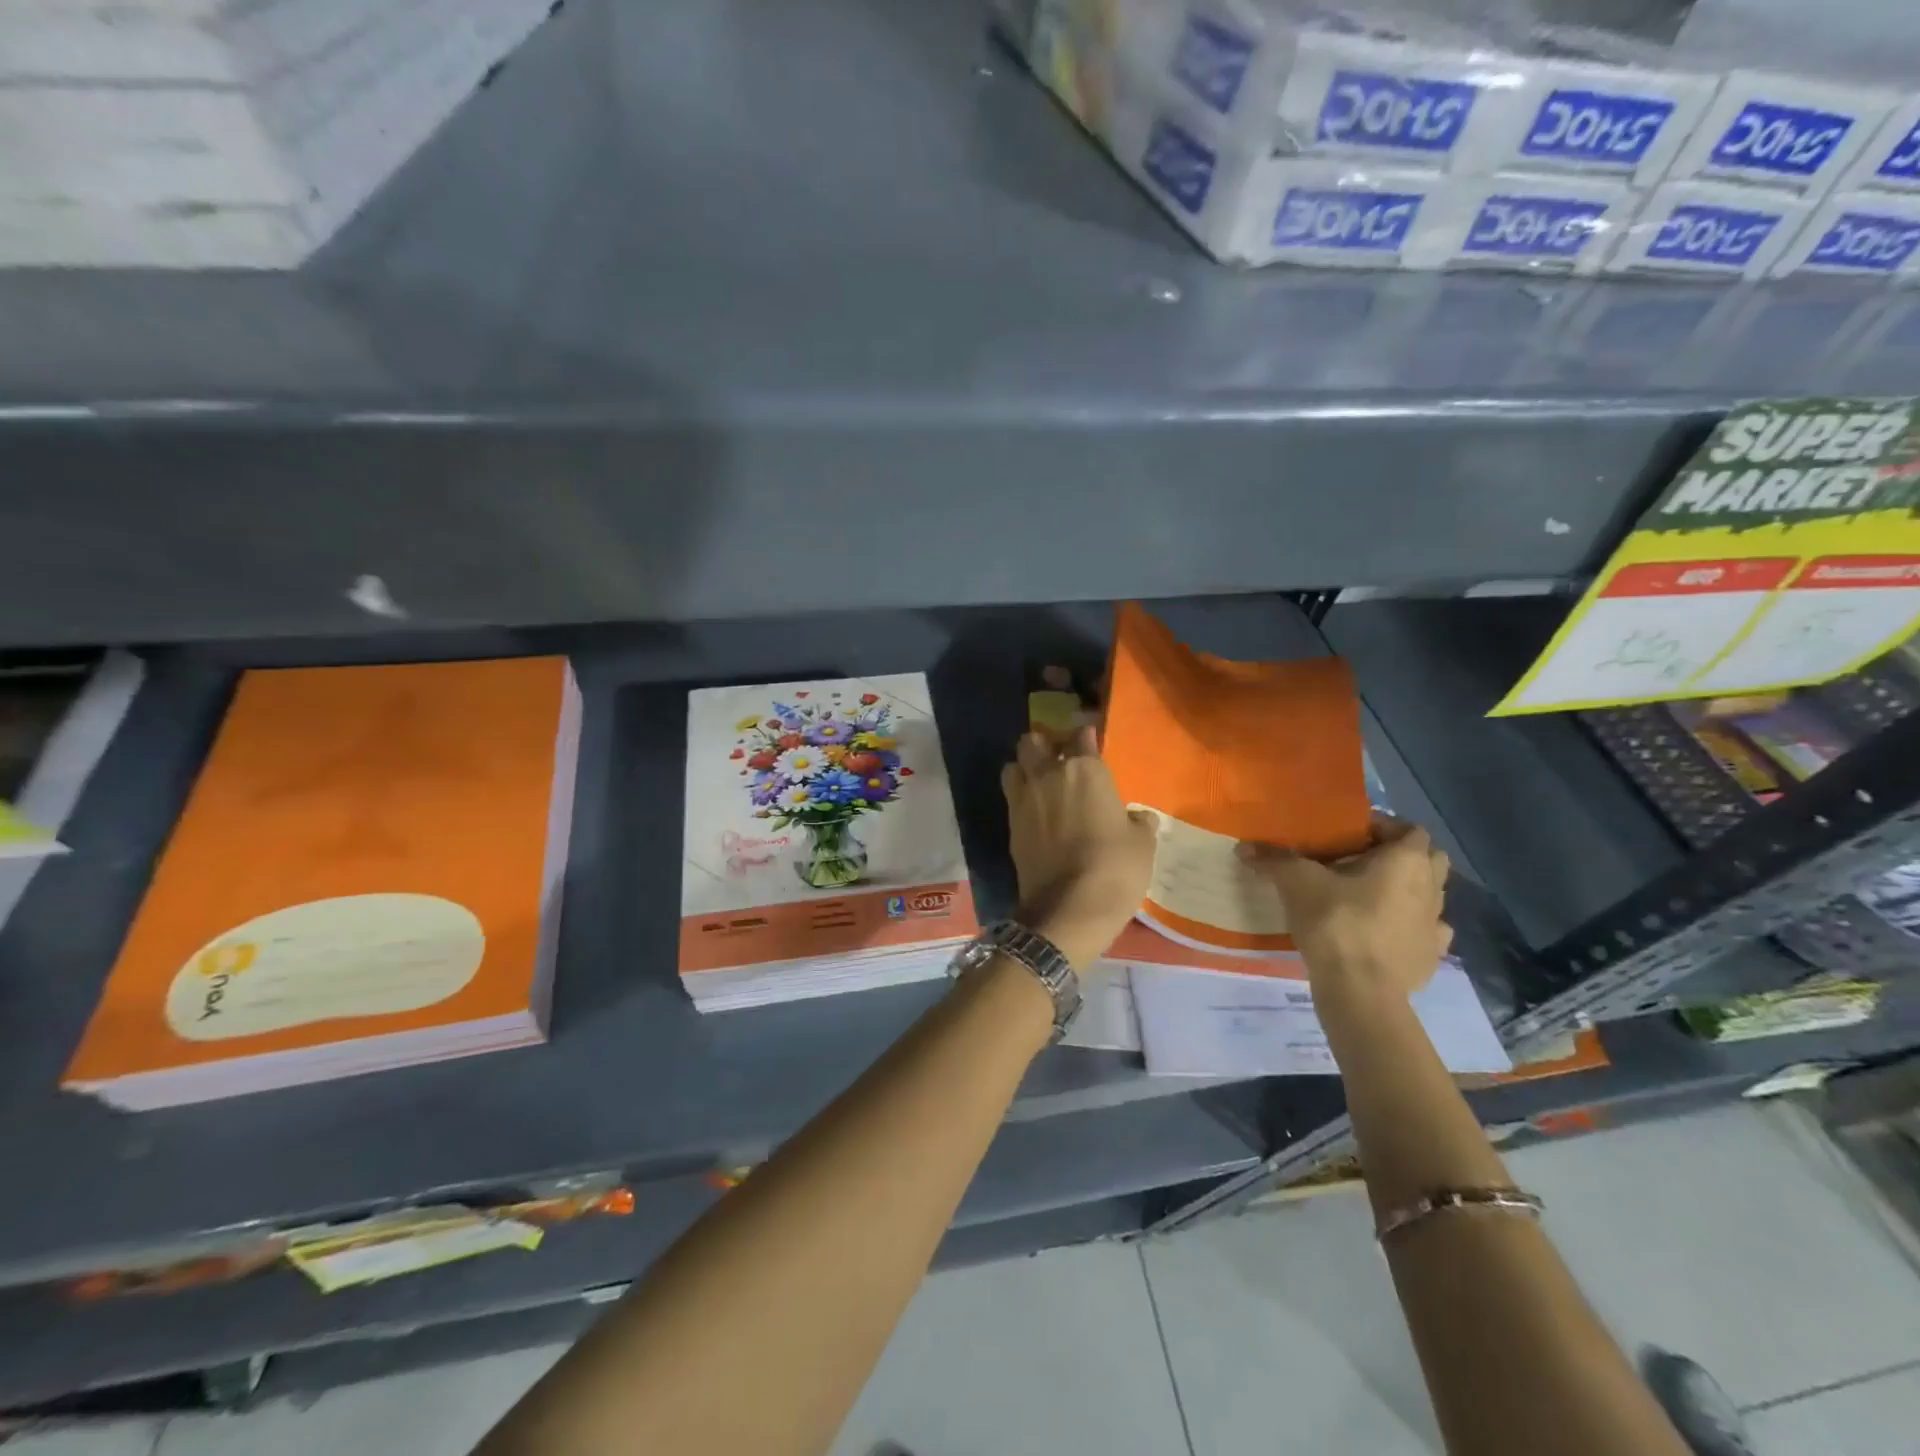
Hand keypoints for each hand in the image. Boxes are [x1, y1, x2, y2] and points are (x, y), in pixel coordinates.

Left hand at [1001, 727, 1156, 968]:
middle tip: (1059, 760)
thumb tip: (1139, 817)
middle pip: (1034, 742)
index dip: (1086, 736)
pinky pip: (1011, 797)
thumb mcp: (1142, 844)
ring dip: (1024, 768)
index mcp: (1085, 770)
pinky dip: (1020, 798)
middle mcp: (1049, 775)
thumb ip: (1138, 823)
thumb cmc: (1114, 868)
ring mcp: (1024, 799)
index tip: (1090, 741)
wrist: (1068, 908)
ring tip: (1039, 783)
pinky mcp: (1011, 825)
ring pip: (1014, 765)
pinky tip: (1035, 813)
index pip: (1082, 736)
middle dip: (1044, 745)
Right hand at [1238, 815, 1451, 1008]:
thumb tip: (1244, 847)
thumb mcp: (1297, 883)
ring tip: (1368, 897)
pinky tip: (1383, 932)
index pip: (1408, 829)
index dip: (1382, 827)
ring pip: (1428, 895)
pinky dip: (1408, 926)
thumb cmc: (1337, 923)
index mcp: (1407, 860)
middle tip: (1362, 861)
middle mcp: (1431, 887)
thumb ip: (1274, 860)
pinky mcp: (1430, 957)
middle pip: (1429, 859)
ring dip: (1405, 891)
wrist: (1360, 990)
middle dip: (1401, 856)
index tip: (1350, 834)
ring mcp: (1436, 924)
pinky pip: (1424, 932)